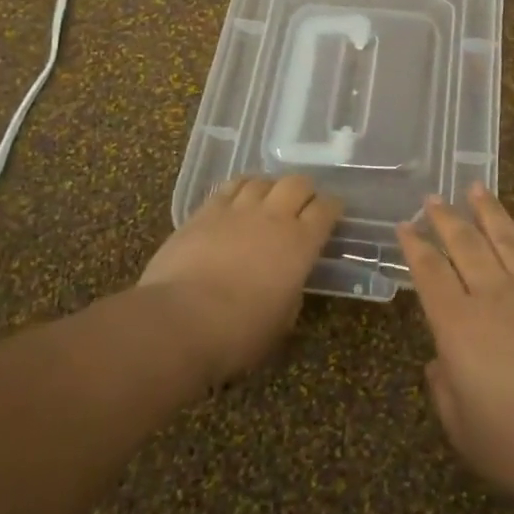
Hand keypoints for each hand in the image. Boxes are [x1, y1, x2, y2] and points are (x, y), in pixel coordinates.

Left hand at [138, 174, 341, 385]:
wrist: (181, 320)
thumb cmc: (239, 332)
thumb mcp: (282, 320)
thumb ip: (291, 291)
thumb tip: (288, 280)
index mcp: (300, 243)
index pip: (327, 208)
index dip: (333, 208)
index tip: (332, 214)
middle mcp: (273, 216)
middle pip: (297, 183)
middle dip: (304, 191)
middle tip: (301, 206)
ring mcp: (237, 209)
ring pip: (262, 180)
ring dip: (270, 188)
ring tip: (266, 201)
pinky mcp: (205, 210)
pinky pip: (229, 186)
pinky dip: (240, 189)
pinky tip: (236, 200)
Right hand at [399, 185, 513, 513]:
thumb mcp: (468, 436)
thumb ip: (445, 394)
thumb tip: (438, 363)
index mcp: (459, 326)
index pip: (430, 275)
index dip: (414, 248)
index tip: (404, 226)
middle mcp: (493, 296)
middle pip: (464, 245)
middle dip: (445, 219)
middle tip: (432, 198)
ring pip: (503, 238)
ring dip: (486, 211)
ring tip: (475, 189)